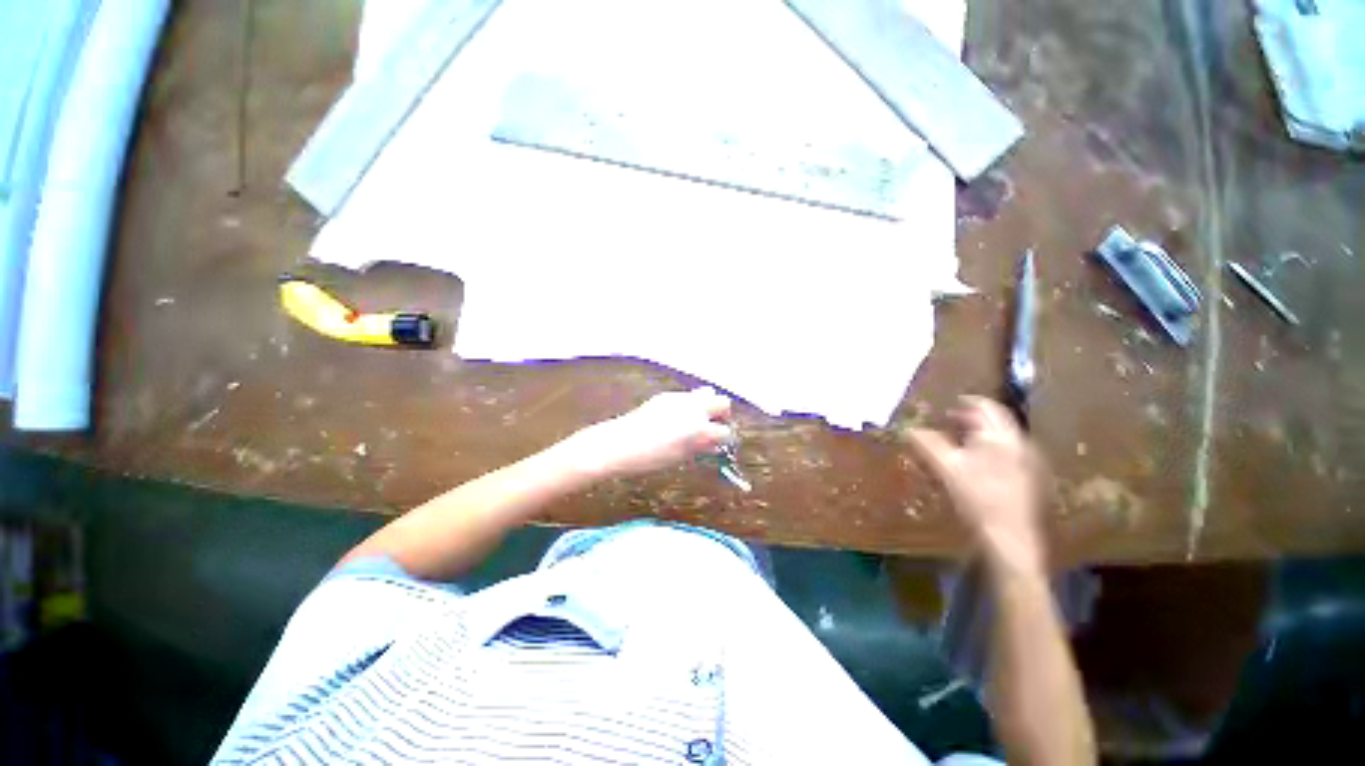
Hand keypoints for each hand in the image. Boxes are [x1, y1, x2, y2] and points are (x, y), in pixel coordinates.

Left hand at [570, 388, 733, 478]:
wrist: (619, 443)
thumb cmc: (650, 457)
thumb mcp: (680, 456)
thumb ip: (700, 447)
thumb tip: (713, 444)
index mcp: (699, 428)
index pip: (725, 431)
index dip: (724, 438)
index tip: (721, 443)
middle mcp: (693, 408)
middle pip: (722, 402)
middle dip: (723, 414)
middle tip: (714, 426)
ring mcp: (680, 398)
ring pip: (706, 393)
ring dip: (706, 405)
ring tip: (696, 420)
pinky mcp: (666, 395)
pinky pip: (687, 396)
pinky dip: (689, 405)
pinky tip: (676, 418)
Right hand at [908, 396, 1046, 572]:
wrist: (1010, 536)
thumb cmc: (976, 496)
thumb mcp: (945, 467)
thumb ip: (927, 444)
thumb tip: (909, 429)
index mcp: (1000, 436)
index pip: (986, 407)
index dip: (967, 403)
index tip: (950, 405)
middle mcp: (1019, 443)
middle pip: (996, 422)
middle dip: (972, 419)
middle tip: (950, 422)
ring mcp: (1028, 461)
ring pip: (1002, 438)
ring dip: (980, 435)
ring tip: (960, 442)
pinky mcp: (1029, 478)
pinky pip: (1008, 453)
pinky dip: (990, 450)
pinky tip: (977, 464)